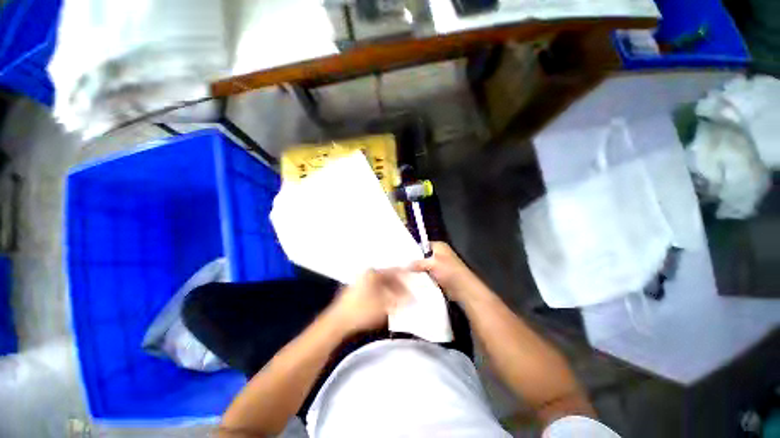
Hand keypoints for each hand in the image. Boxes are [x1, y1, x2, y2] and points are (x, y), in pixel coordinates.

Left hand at [327, 269, 407, 335]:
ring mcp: (361, 283)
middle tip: (408, 296)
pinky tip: (388, 304)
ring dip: (392, 292)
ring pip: (382, 284)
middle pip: (388, 277)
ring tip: (400, 302)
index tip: (414, 283)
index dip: (405, 277)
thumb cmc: (362, 311)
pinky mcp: (358, 292)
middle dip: (399, 286)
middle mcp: (367, 275)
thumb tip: (412, 298)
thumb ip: (400, 300)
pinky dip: (384, 295)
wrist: (338, 322)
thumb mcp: (384, 306)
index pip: (394, 271)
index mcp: (373, 273)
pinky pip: (376, 290)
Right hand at [410, 242, 481, 302]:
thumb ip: (418, 263)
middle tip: (403, 266)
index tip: (403, 255)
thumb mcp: (432, 264)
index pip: (422, 244)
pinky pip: (428, 274)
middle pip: (423, 256)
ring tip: (407, 274)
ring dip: (419, 271)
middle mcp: (439, 254)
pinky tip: (415, 280)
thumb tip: (405, 265)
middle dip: (415, 261)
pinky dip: (423, 277)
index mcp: (439, 246)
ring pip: (425, 266)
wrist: (463, 288)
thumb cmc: (449, 271)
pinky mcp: (440, 275)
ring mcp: (440, 265)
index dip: (413, 249)